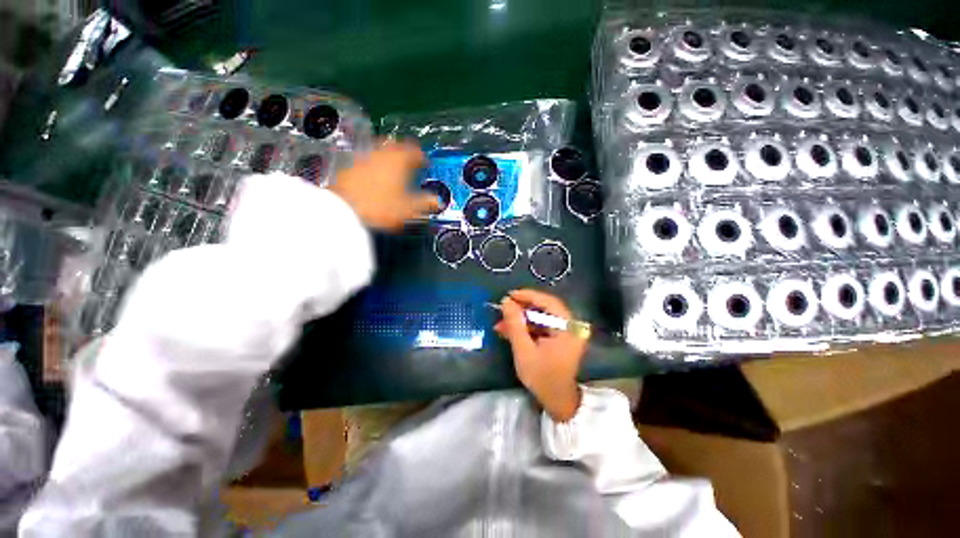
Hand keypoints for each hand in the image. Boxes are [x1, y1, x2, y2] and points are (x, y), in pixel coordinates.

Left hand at [329, 140, 439, 229]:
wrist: (342, 210)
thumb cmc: (381, 206)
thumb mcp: (408, 208)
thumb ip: (425, 203)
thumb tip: (438, 201)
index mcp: (398, 159)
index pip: (414, 151)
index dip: (422, 157)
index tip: (425, 163)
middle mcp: (381, 152)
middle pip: (395, 145)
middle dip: (404, 152)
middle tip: (410, 163)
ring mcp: (362, 157)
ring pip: (379, 150)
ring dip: (388, 156)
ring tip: (393, 168)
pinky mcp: (348, 165)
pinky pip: (366, 159)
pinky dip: (374, 164)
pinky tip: (374, 176)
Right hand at [494, 289, 585, 421]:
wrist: (557, 401)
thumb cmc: (542, 377)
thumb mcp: (524, 350)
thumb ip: (515, 324)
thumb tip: (506, 301)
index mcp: (568, 328)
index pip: (548, 302)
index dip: (528, 296)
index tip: (509, 295)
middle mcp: (571, 326)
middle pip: (545, 308)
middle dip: (522, 308)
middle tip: (503, 308)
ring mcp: (566, 331)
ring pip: (541, 317)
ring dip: (521, 319)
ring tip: (501, 323)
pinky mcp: (560, 337)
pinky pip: (542, 326)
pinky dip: (526, 327)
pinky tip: (509, 330)